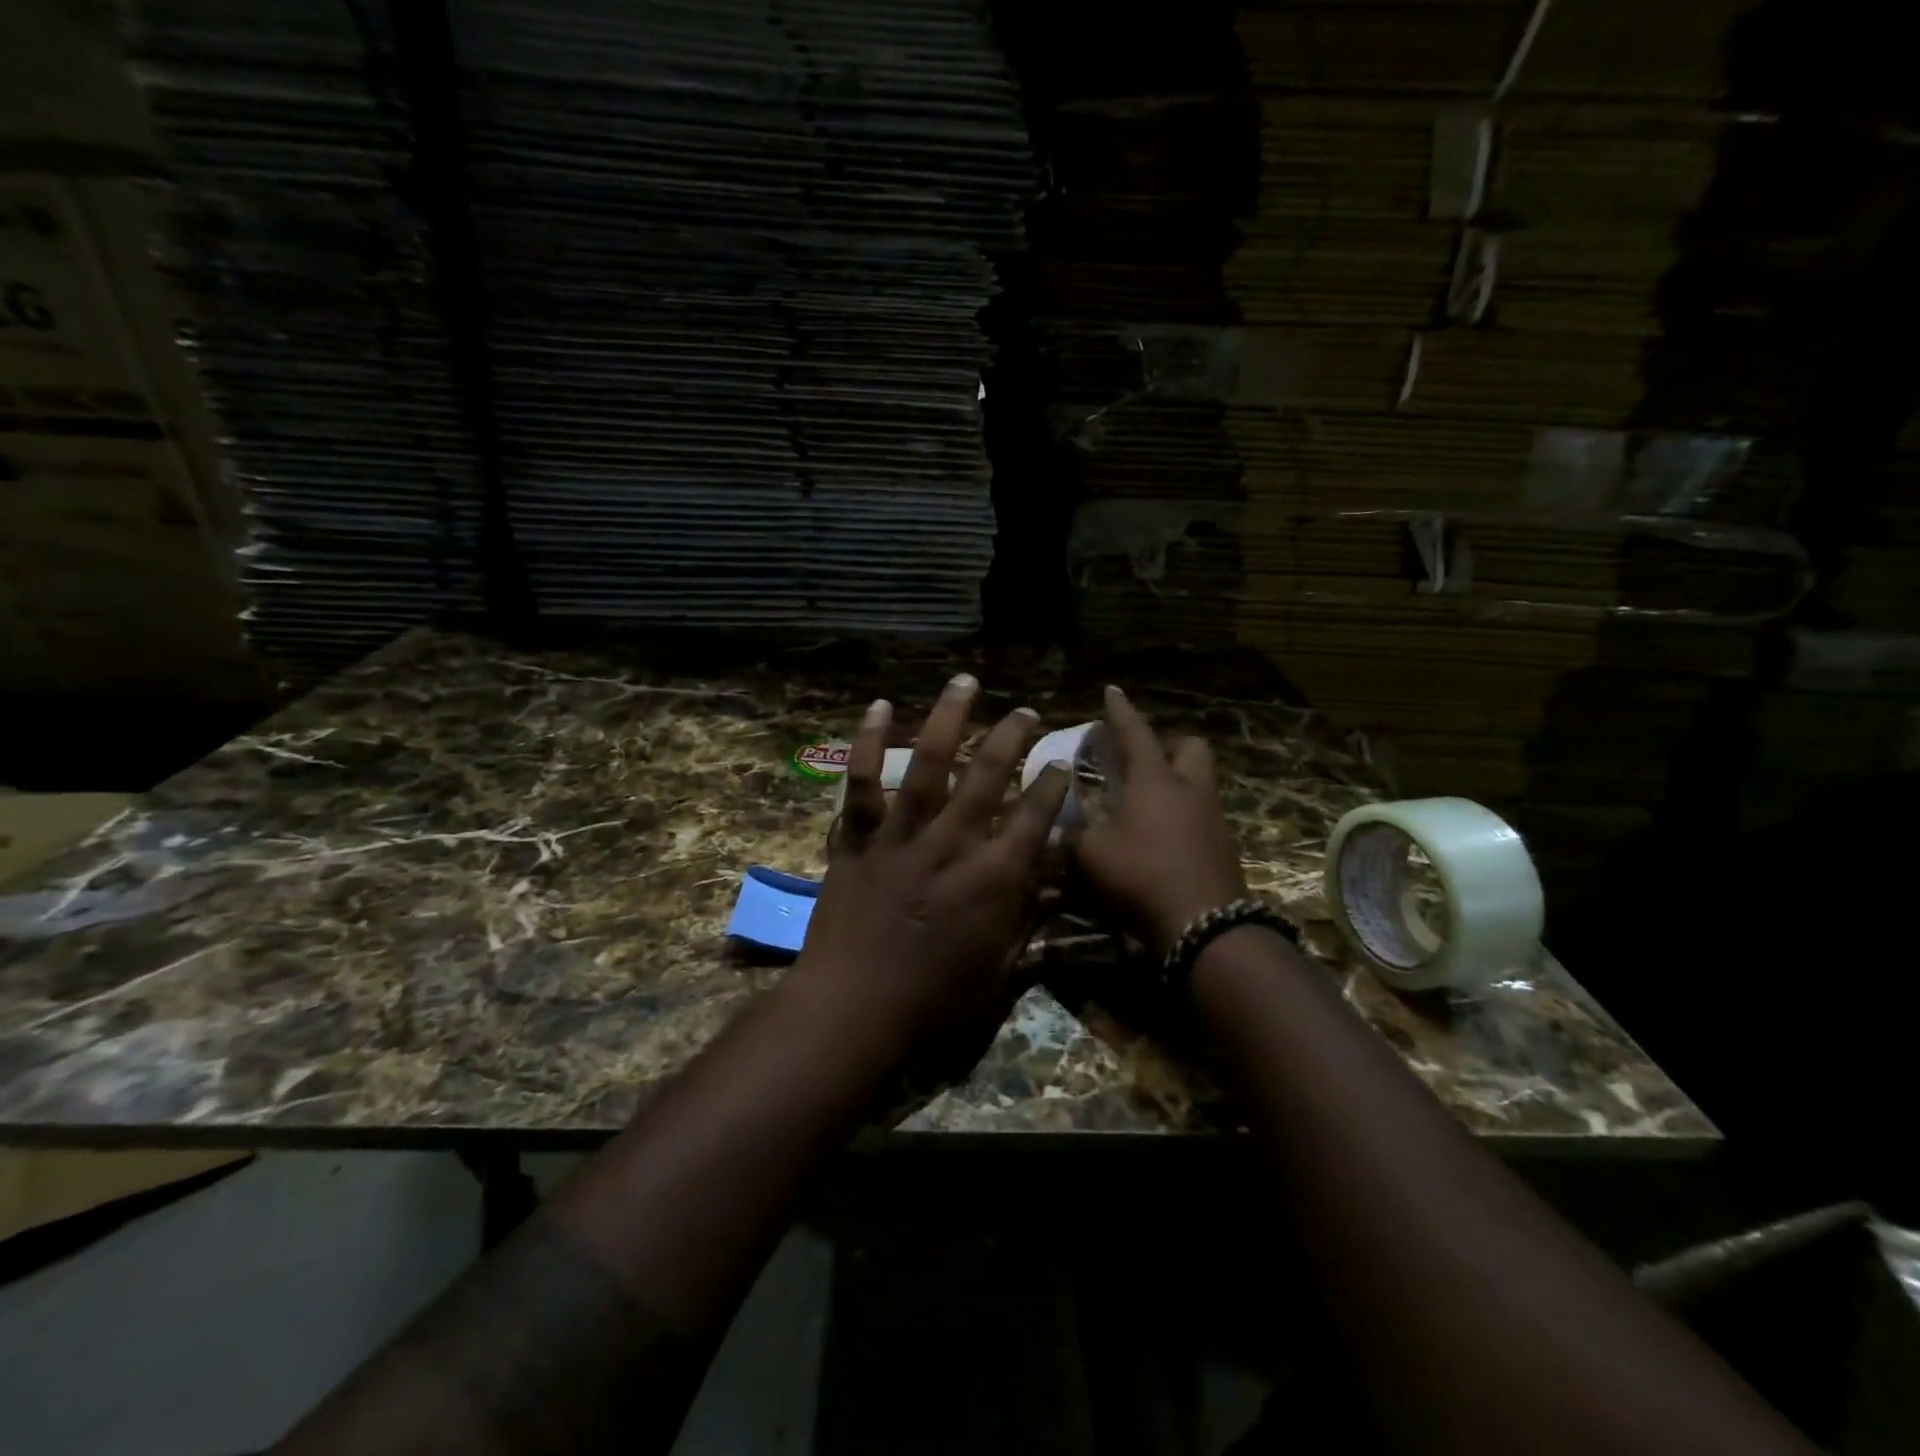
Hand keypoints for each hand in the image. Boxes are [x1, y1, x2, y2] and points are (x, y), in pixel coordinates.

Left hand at [792, 674, 1071, 1051]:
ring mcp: (901, 836)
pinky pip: (861, 783)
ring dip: (949, 718)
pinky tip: (880, 707)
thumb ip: (1027, 919)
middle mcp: (951, 844)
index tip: (1061, 762)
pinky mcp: (858, 839)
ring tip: (965, 682)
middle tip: (1026, 711)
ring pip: (929, 765)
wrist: (854, 1008)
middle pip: (988, 776)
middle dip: (1012, 737)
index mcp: (992, 878)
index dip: (1052, 786)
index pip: (1035, 817)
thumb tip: (1053, 883)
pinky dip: (869, 743)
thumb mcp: (999, 969)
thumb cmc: (934, 999)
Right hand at [1074, 685, 1247, 954]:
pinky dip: (1184, 818)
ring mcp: (1213, 818)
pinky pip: (1204, 816)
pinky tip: (1164, 840)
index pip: (1135, 733)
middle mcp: (1189, 790)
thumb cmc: (1141, 875)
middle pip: (1190, 747)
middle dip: (1169, 745)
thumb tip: (1058, 828)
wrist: (1204, 923)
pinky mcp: (1224, 847)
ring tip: (1148, 804)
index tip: (1112, 690)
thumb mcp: (1091, 855)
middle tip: (1143, 761)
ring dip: (1178, 783)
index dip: (1120, 711)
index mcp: (1153, 781)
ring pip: (1200, 782)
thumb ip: (1073, 835)